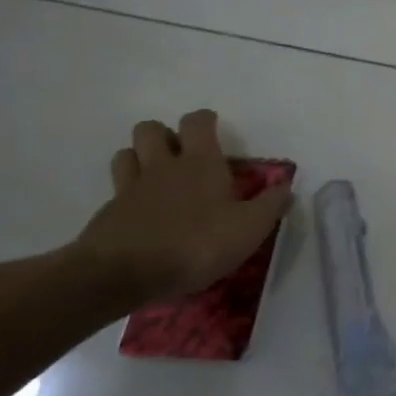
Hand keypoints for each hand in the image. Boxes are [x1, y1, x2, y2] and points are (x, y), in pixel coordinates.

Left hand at [73, 110, 291, 305]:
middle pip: (151, 129)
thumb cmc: (197, 243)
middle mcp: (163, 166)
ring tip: (155, 178)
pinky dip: (126, 196)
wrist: (124, 274)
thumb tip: (287, 188)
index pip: (197, 121)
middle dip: (164, 135)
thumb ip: (271, 205)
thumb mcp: (249, 228)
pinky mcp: (107, 214)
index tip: (214, 131)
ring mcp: (130, 188)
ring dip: (138, 158)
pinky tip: (139, 215)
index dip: (205, 121)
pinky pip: (115, 191)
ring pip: (126, 153)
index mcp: (200, 162)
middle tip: (180, 155)